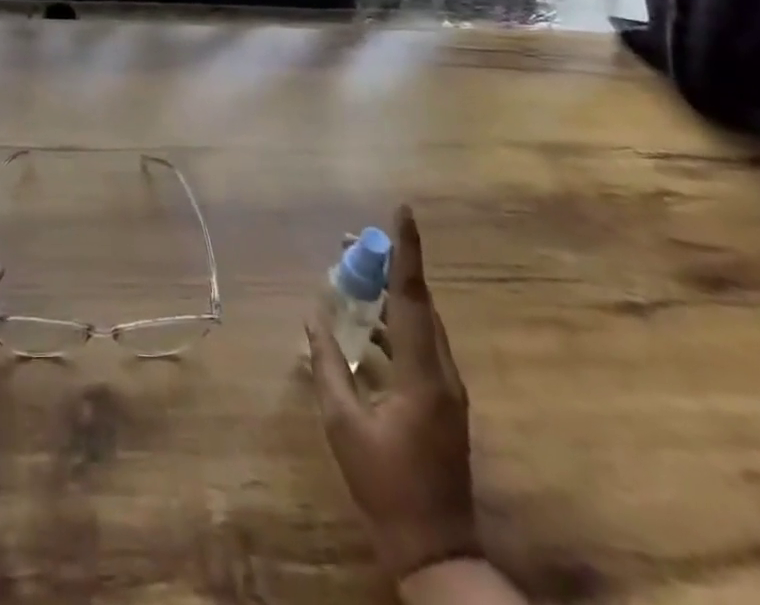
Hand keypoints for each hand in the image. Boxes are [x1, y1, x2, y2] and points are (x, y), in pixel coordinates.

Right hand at [305, 206, 479, 583]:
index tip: (402, 210)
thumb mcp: (344, 423)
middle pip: (417, 303)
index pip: (414, 296)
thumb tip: (313, 316)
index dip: (406, 251)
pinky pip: (418, 346)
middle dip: (387, 266)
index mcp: (423, 374)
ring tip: (352, 275)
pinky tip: (364, 327)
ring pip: (419, 324)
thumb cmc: (385, 485)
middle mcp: (443, 372)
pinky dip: (391, 325)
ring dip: (388, 296)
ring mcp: (446, 388)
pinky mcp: (442, 401)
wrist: (436, 550)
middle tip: (351, 241)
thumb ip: (328, 364)